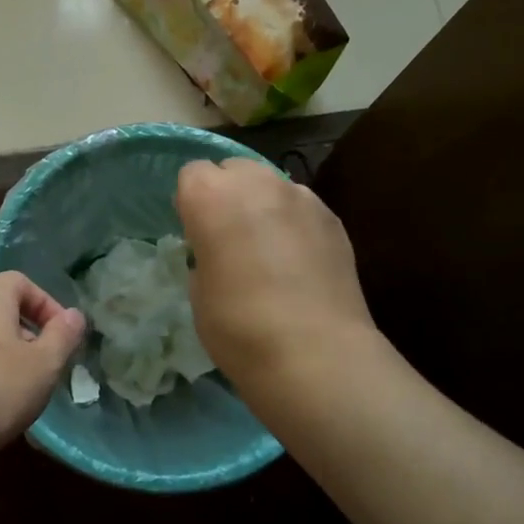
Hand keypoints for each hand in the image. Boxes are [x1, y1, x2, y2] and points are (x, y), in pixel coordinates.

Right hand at [177, 158, 376, 391]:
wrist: (315, 353)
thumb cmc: (238, 326)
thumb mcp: (198, 291)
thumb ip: (204, 254)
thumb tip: (218, 251)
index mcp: (211, 196)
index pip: (191, 174)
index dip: (191, 203)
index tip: (195, 235)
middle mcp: (257, 183)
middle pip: (234, 169)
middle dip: (228, 194)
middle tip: (229, 237)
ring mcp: (301, 197)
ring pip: (271, 185)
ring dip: (262, 206)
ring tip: (267, 250)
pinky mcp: (332, 218)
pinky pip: (301, 207)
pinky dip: (293, 223)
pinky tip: (297, 262)